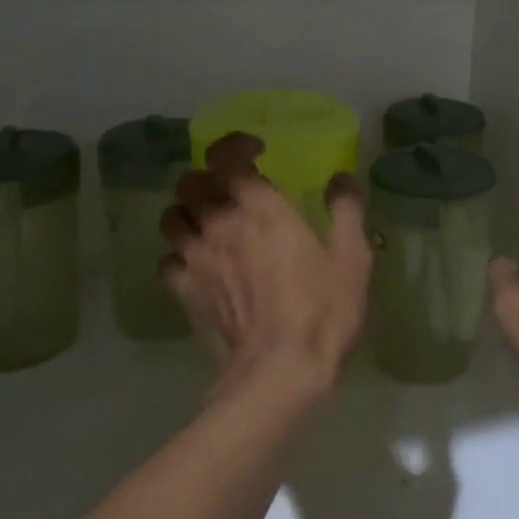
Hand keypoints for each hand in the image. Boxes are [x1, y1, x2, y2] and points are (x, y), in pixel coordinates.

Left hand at [161, 133, 369, 403]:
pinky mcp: (183, 294)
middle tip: (232, 191)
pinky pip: (166, 262)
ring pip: (171, 218)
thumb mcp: (352, 256)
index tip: (257, 152)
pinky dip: (178, 257)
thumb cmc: (323, 309)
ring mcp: (196, 260)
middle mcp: (220, 224)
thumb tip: (341, 177)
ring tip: (210, 224)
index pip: (226, 157)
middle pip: (190, 183)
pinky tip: (199, 266)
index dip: (235, 145)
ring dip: (188, 213)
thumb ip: (346, 209)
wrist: (279, 373)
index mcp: (261, 208)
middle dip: (208, 178)